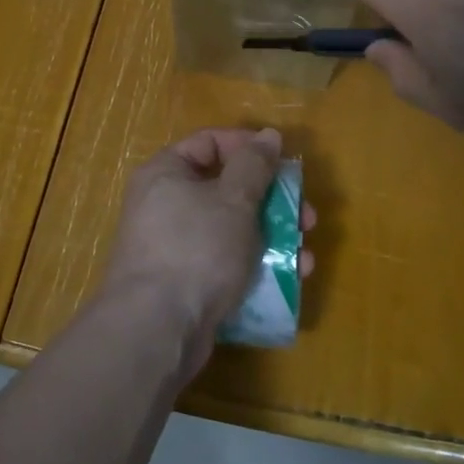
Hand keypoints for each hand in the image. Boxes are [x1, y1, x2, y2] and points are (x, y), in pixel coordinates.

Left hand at [102, 129, 316, 373]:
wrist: (156, 329)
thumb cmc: (196, 248)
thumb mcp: (234, 199)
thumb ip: (254, 164)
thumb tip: (268, 135)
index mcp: (166, 173)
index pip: (210, 143)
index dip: (249, 148)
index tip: (283, 163)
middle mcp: (165, 205)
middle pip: (228, 189)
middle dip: (273, 202)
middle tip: (307, 217)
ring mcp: (174, 247)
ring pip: (233, 230)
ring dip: (274, 238)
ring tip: (305, 256)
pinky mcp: (186, 283)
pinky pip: (226, 263)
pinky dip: (257, 267)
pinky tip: (289, 280)